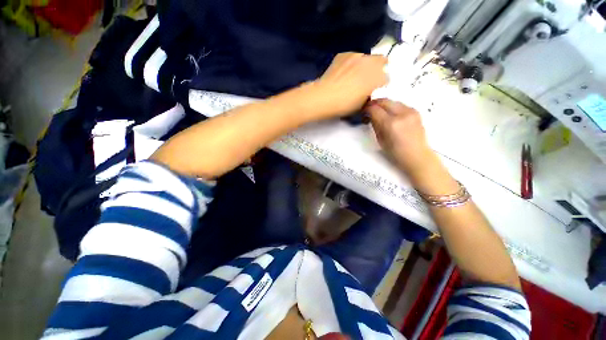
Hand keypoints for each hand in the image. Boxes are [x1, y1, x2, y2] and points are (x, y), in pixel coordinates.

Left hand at [313, 53, 387, 117]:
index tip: (375, 89)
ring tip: (354, 75)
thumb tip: (369, 91)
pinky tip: (344, 72)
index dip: (381, 84)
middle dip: (378, 68)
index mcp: (377, 78)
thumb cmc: (344, 105)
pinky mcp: (344, 54)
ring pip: (367, 57)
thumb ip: (369, 95)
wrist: (325, 96)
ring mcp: (357, 55)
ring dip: (364, 65)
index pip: (386, 78)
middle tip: (369, 78)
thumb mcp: (361, 104)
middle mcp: (370, 62)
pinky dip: (351, 63)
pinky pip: (353, 57)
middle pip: (381, 60)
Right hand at [366, 99, 433, 173]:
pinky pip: (400, 105)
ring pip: (392, 101)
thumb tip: (371, 116)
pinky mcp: (415, 111)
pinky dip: (393, 107)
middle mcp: (401, 114)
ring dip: (384, 105)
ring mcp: (410, 111)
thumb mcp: (380, 140)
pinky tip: (391, 114)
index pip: (374, 109)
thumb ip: (375, 125)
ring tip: (379, 112)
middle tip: (369, 109)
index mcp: (390, 124)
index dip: (366, 109)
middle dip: (374, 103)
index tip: (363, 112)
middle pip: (384, 101)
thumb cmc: (395, 152)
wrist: (417, 155)